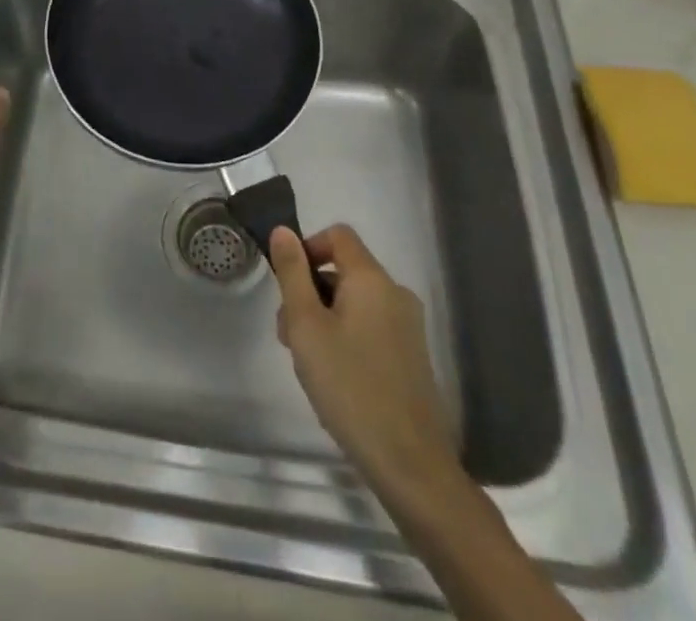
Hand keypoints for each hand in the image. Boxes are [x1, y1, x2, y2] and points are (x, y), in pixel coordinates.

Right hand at [268, 224, 459, 484]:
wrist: (410, 464)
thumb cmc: (349, 386)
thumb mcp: (306, 326)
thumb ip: (292, 274)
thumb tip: (283, 231)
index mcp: (372, 279)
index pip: (338, 236)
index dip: (308, 248)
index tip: (288, 283)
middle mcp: (396, 294)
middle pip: (344, 271)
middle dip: (310, 291)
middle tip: (289, 333)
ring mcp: (408, 327)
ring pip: (355, 302)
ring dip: (325, 317)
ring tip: (307, 361)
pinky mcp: (412, 357)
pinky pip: (371, 327)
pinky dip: (346, 337)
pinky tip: (334, 377)